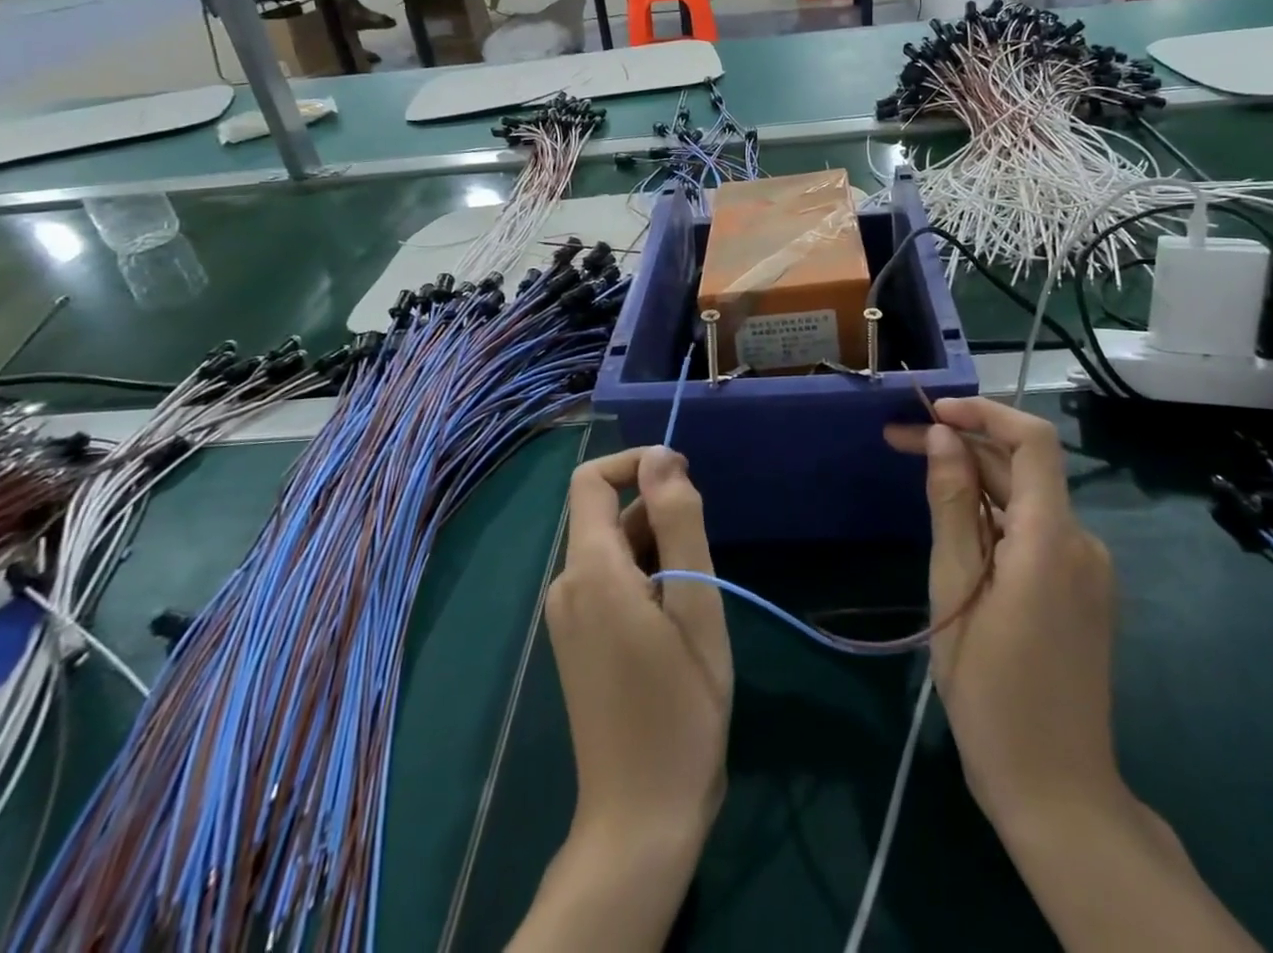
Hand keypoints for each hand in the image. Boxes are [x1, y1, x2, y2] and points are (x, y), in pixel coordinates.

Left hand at [511, 448, 729, 951]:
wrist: (642, 816)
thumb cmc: (680, 706)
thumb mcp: (695, 603)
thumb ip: (678, 521)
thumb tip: (661, 456)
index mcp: (589, 570)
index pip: (592, 480)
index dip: (637, 464)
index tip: (686, 481)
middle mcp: (567, 584)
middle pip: (608, 515)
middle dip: (659, 516)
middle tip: (705, 563)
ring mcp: (567, 615)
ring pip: (614, 549)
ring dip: (658, 551)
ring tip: (696, 601)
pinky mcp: (577, 639)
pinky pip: (610, 580)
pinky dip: (645, 578)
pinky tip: (676, 622)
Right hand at [886, 400, 1259, 952]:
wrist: (1057, 791)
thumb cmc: (992, 694)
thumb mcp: (955, 592)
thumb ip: (951, 508)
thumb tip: (945, 439)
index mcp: (1052, 540)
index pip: (1032, 441)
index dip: (984, 412)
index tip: (932, 412)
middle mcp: (1080, 542)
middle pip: (1022, 468)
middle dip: (962, 446)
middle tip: (897, 442)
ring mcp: (1086, 567)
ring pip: (1025, 499)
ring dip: (973, 480)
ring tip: (917, 477)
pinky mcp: (1080, 588)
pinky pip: (1034, 530)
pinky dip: (992, 514)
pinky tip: (955, 526)